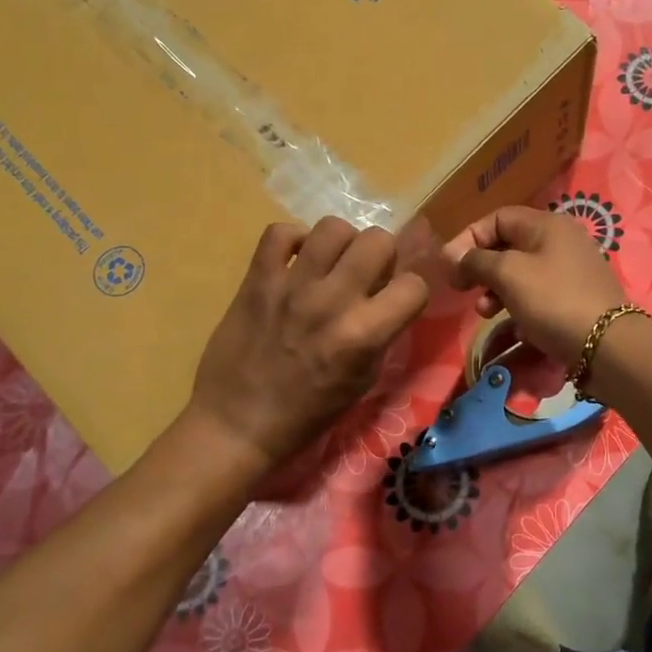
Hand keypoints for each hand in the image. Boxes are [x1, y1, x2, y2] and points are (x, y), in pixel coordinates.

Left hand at [188, 219, 429, 487]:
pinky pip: (279, 233)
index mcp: (363, 335)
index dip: (410, 292)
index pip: (414, 286)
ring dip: (341, 243)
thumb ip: (381, 335)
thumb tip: (388, 297)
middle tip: (366, 274)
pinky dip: (293, 240)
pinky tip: (296, 260)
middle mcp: (332, 301)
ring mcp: (291, 286)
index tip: (397, 300)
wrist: (237, 423)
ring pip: (332, 227)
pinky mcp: (256, 280)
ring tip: (332, 263)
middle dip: (382, 256)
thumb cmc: (307, 413)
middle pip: (378, 240)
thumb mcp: (362, 382)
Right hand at [443, 206, 625, 363]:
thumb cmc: (554, 301)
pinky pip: (539, 295)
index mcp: (547, 225)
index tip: (450, 267)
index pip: (497, 218)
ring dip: (497, 291)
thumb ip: (477, 261)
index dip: (468, 239)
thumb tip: (453, 256)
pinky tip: (516, 329)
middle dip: (482, 267)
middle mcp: (561, 241)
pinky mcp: (577, 298)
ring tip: (484, 313)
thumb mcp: (509, 275)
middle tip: (463, 291)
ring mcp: (572, 270)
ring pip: (522, 273)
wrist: (609, 346)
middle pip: (509, 245)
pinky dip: (521, 307)